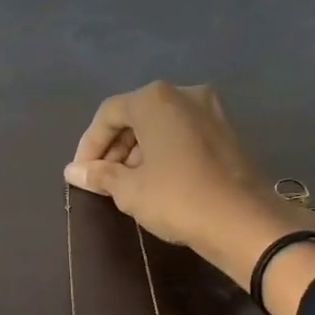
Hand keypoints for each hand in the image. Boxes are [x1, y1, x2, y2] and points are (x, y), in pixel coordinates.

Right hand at [65, 81, 314, 314]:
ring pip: (160, 125)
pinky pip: (182, 134)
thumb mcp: (129, 190)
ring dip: (138, 151)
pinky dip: (163, 152)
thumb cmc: (176, 198)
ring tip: (127, 185)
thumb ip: (99, 175)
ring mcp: (210, 110)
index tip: (81, 174)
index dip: (89, 144)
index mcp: (155, 99)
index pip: (108, 114)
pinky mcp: (226, 131)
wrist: (242, 220)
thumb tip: (72, 171)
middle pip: (136, 115)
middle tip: (102, 180)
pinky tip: (156, 181)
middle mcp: (184, 94)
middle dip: (114, 147)